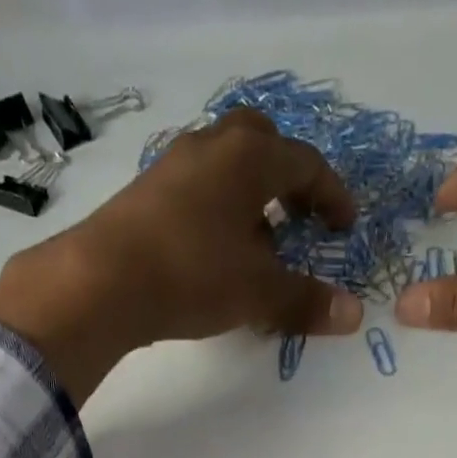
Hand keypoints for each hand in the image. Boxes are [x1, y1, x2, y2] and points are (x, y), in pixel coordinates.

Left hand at [0, 109, 363, 403]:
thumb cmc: (193, 274)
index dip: (332, 196)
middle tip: (300, 217)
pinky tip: (217, 256)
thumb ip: (305, 301)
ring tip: (260, 247)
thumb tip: (353, 314)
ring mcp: (172, 167)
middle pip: (261, 143)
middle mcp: (211, 147)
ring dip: (250, 198)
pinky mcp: (145, 195)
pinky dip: (219, 213)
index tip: (345, 226)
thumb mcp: (258, 293)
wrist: (103, 282)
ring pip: (224, 167)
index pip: (305, 164)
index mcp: (248, 158)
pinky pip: (197, 191)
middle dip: (287, 178)